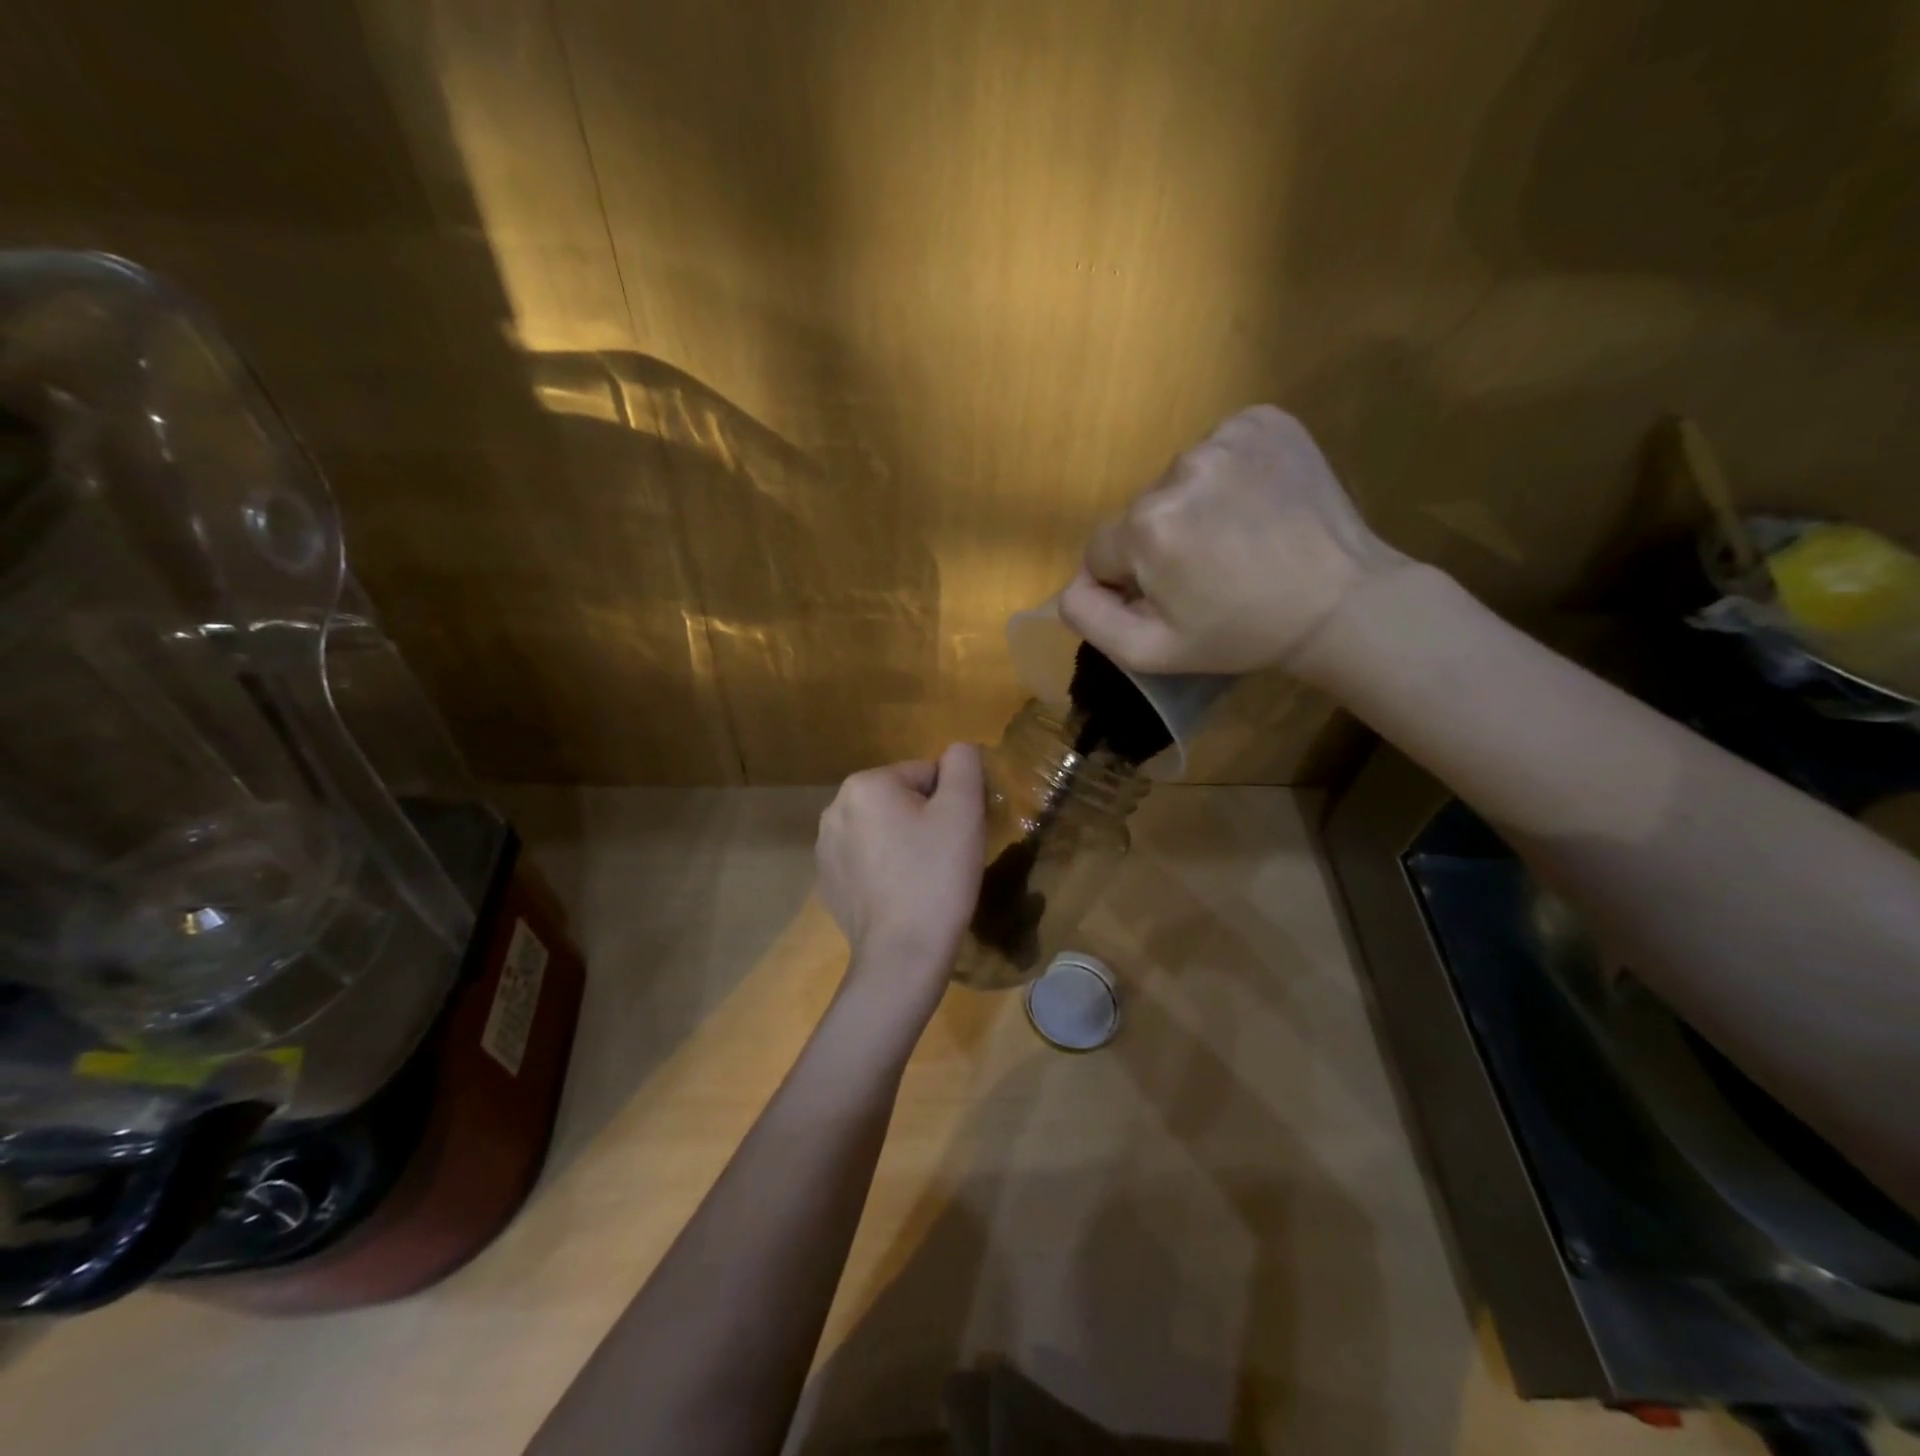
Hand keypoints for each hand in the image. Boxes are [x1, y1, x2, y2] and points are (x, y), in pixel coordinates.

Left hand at [816, 744, 984, 1019]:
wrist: (902, 955)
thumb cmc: (937, 877)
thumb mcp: (963, 811)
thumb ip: (964, 765)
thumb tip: (959, 750)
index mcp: (864, 784)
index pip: (925, 774)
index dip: (950, 803)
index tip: (958, 836)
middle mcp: (834, 808)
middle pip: (901, 800)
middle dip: (924, 821)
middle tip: (944, 858)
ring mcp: (825, 848)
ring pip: (883, 830)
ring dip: (904, 843)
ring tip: (923, 879)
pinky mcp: (827, 882)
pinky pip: (867, 860)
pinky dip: (885, 869)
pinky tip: (900, 895)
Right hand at [1059, 405, 1411, 678]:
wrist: (1340, 602)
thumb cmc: (1240, 634)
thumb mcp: (1150, 651)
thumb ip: (1089, 618)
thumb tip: (1070, 584)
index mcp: (1147, 526)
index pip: (1102, 551)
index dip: (1130, 580)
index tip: (1172, 596)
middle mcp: (1178, 469)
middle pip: (1140, 513)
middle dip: (1161, 542)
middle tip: (1209, 572)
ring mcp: (1226, 437)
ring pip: (1178, 480)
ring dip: (1195, 507)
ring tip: (1238, 538)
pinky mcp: (1264, 420)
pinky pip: (1219, 447)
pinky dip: (1228, 474)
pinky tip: (1256, 504)